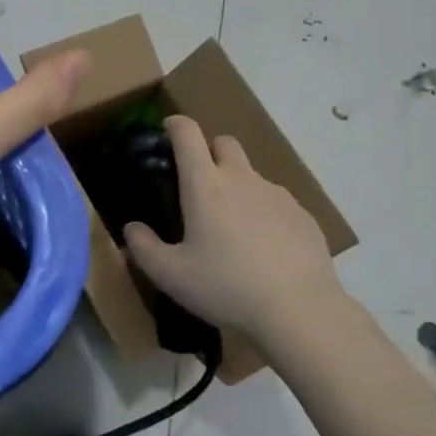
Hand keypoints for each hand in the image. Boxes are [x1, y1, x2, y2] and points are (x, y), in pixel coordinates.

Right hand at [124, 116, 344, 351]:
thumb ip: (144, 248)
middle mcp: (242, 179)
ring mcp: (277, 195)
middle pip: (225, 143)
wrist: (299, 309)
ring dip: (238, 186)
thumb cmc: (225, 287)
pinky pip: (277, 202)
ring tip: (232, 228)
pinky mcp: (303, 215)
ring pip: (253, 174)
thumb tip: (132, 228)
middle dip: (210, 151)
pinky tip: (264, 249)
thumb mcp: (171, 275)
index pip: (188, 134)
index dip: (175, 125)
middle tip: (199, 185)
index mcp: (205, 185)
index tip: (168, 130)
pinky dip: (264, 213)